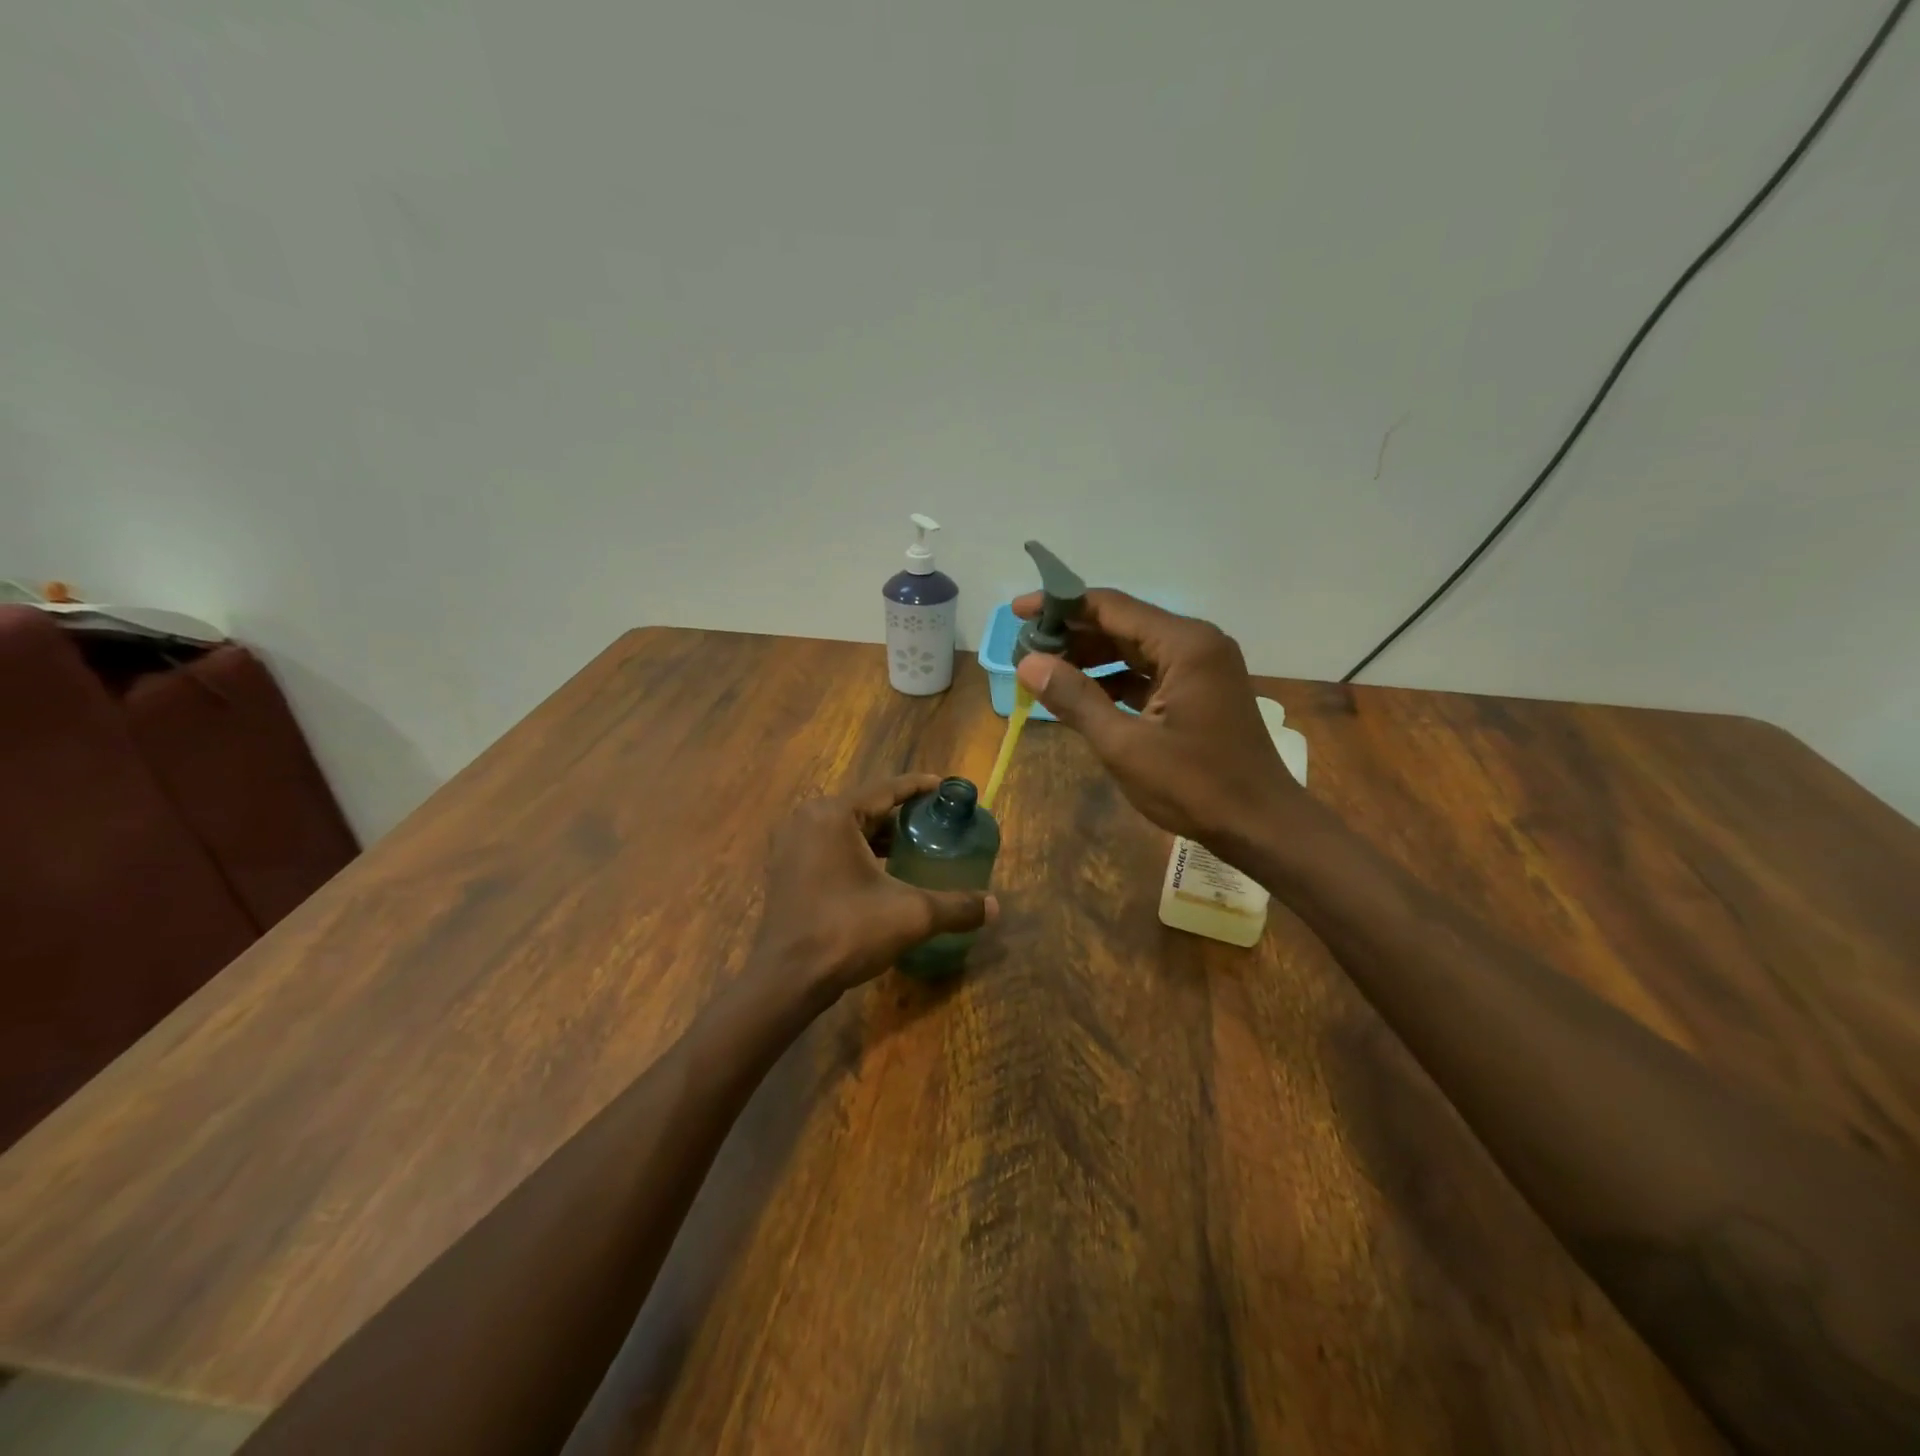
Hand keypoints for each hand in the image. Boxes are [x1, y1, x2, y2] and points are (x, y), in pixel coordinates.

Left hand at [750, 773, 996, 1002]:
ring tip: (913, 846)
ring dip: (878, 835)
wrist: (787, 979)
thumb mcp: (911, 915)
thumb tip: (996, 907)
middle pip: (865, 807)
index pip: (885, 789)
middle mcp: (807, 819)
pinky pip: (829, 846)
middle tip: (934, 821)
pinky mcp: (785, 869)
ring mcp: (791, 844)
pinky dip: (856, 851)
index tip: (944, 787)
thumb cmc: (847, 932)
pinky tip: (881, 871)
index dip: (918, 787)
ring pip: (846, 829)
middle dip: (900, 814)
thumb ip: (956, 906)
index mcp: (834, 815)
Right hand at [1012, 589, 1300, 845]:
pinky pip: (1149, 672)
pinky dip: (1114, 680)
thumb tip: (1028, 663)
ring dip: (1091, 658)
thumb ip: (1075, 699)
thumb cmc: (1195, 786)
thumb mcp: (1125, 745)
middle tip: (1025, 648)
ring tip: (1044, 672)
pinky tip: (1081, 695)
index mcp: (1184, 644)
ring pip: (1134, 649)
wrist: (1261, 825)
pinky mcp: (1200, 691)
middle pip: (1122, 623)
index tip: (1019, 611)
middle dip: (1073, 634)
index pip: (1111, 607)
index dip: (1061, 606)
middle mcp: (1196, 643)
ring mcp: (1202, 667)